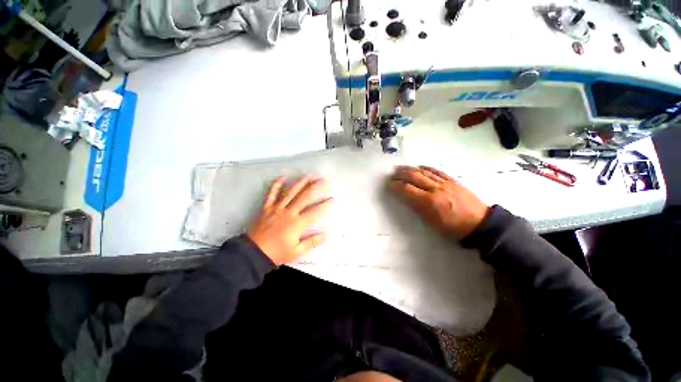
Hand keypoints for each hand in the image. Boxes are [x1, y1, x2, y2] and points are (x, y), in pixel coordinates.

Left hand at [247, 176, 332, 264]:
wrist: (253, 253)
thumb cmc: (276, 253)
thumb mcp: (297, 252)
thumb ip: (312, 242)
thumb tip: (325, 235)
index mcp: (297, 224)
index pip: (315, 211)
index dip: (325, 204)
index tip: (333, 199)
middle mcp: (289, 213)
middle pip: (304, 197)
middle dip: (315, 187)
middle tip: (322, 180)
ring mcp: (277, 209)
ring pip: (290, 192)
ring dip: (300, 183)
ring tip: (308, 176)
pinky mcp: (267, 208)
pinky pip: (272, 194)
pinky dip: (276, 185)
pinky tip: (282, 177)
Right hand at [389, 166, 488, 240]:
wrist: (480, 224)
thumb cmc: (453, 229)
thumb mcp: (432, 223)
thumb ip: (418, 208)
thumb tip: (406, 198)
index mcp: (429, 202)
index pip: (407, 189)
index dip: (396, 186)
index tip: (389, 185)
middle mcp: (435, 189)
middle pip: (414, 176)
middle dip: (401, 174)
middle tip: (392, 174)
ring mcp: (445, 183)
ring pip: (424, 172)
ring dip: (411, 169)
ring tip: (402, 168)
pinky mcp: (453, 180)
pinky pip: (437, 171)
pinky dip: (426, 168)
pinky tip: (420, 167)